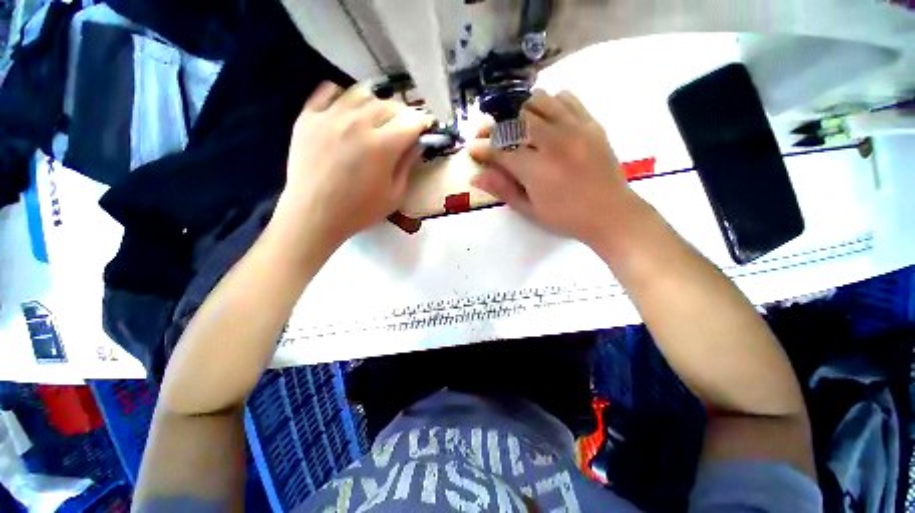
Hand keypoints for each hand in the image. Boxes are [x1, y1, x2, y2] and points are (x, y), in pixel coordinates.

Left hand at [275, 82, 430, 246]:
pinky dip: (343, 95)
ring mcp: (330, 116)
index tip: (427, 127)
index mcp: (383, 146)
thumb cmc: (359, 211)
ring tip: (378, 118)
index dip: (423, 122)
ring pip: (362, 93)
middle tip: (404, 126)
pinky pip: (328, 90)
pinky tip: (347, 109)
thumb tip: (418, 144)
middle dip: (403, 113)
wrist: (313, 215)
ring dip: (377, 103)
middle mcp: (358, 123)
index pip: (411, 121)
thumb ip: (407, 165)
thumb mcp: (394, 195)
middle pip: (389, 104)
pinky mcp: (308, 117)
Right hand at [467, 90, 640, 245]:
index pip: (499, 150)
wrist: (610, 214)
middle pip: (515, 119)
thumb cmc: (565, 217)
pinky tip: (547, 119)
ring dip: (521, 112)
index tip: (472, 148)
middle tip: (491, 135)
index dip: (481, 148)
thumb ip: (503, 189)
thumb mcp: (529, 210)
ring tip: (518, 127)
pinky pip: (566, 98)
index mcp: (535, 168)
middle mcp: (552, 141)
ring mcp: (574, 128)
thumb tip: (477, 177)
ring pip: (539, 101)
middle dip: (496, 125)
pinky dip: (550, 104)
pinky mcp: (591, 123)